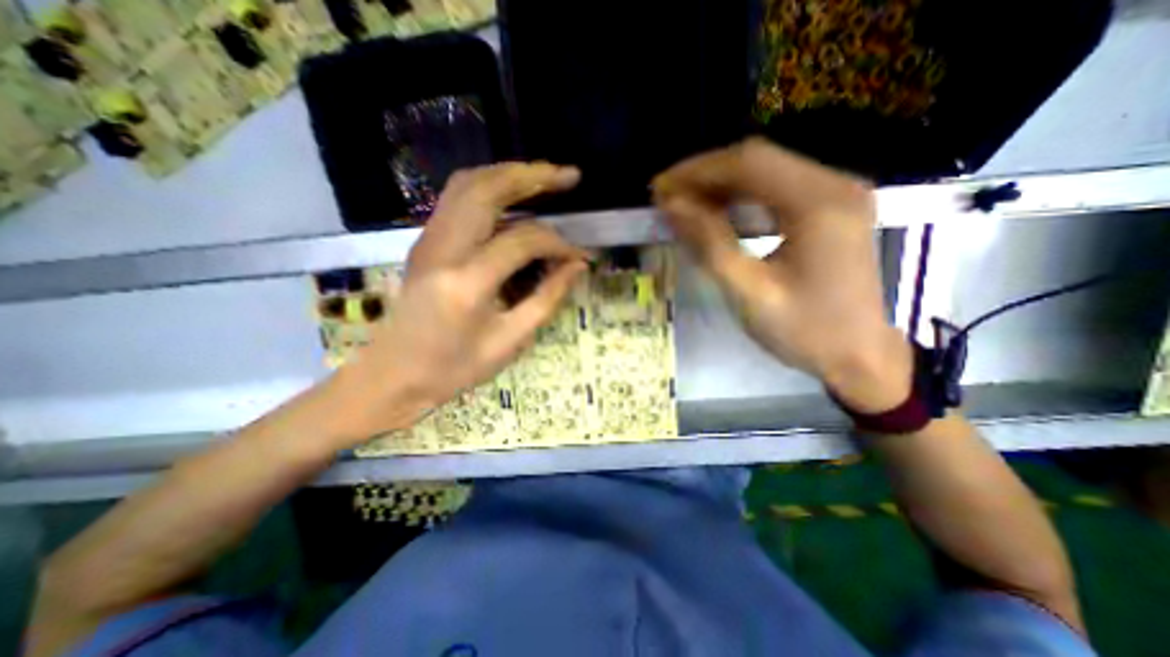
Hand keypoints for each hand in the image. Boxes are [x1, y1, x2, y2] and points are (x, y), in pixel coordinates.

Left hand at [344, 163, 588, 435]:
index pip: (522, 240)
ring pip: (468, 184)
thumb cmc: (455, 368)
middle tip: (567, 176)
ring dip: (509, 174)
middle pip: (488, 189)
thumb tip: (577, 266)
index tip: (578, 255)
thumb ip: (548, 298)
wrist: (394, 375)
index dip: (557, 243)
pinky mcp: (424, 241)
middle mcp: (443, 249)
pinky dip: (488, 186)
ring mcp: (428, 240)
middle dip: (532, 176)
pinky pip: (456, 197)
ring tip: (543, 177)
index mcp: (467, 282)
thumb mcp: (511, 340)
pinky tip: (511, 195)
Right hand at [655, 136, 907, 409]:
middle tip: (666, 198)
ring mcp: (835, 193)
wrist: (860, 356)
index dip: (697, 171)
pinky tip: (716, 211)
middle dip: (705, 175)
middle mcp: (834, 184)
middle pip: (757, 160)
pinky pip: (776, 188)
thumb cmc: (804, 331)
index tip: (659, 189)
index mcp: (819, 204)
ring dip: (719, 185)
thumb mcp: (748, 292)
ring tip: (684, 204)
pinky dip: (739, 196)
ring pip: (765, 171)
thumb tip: (673, 206)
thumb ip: (710, 244)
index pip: (748, 164)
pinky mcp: (830, 207)